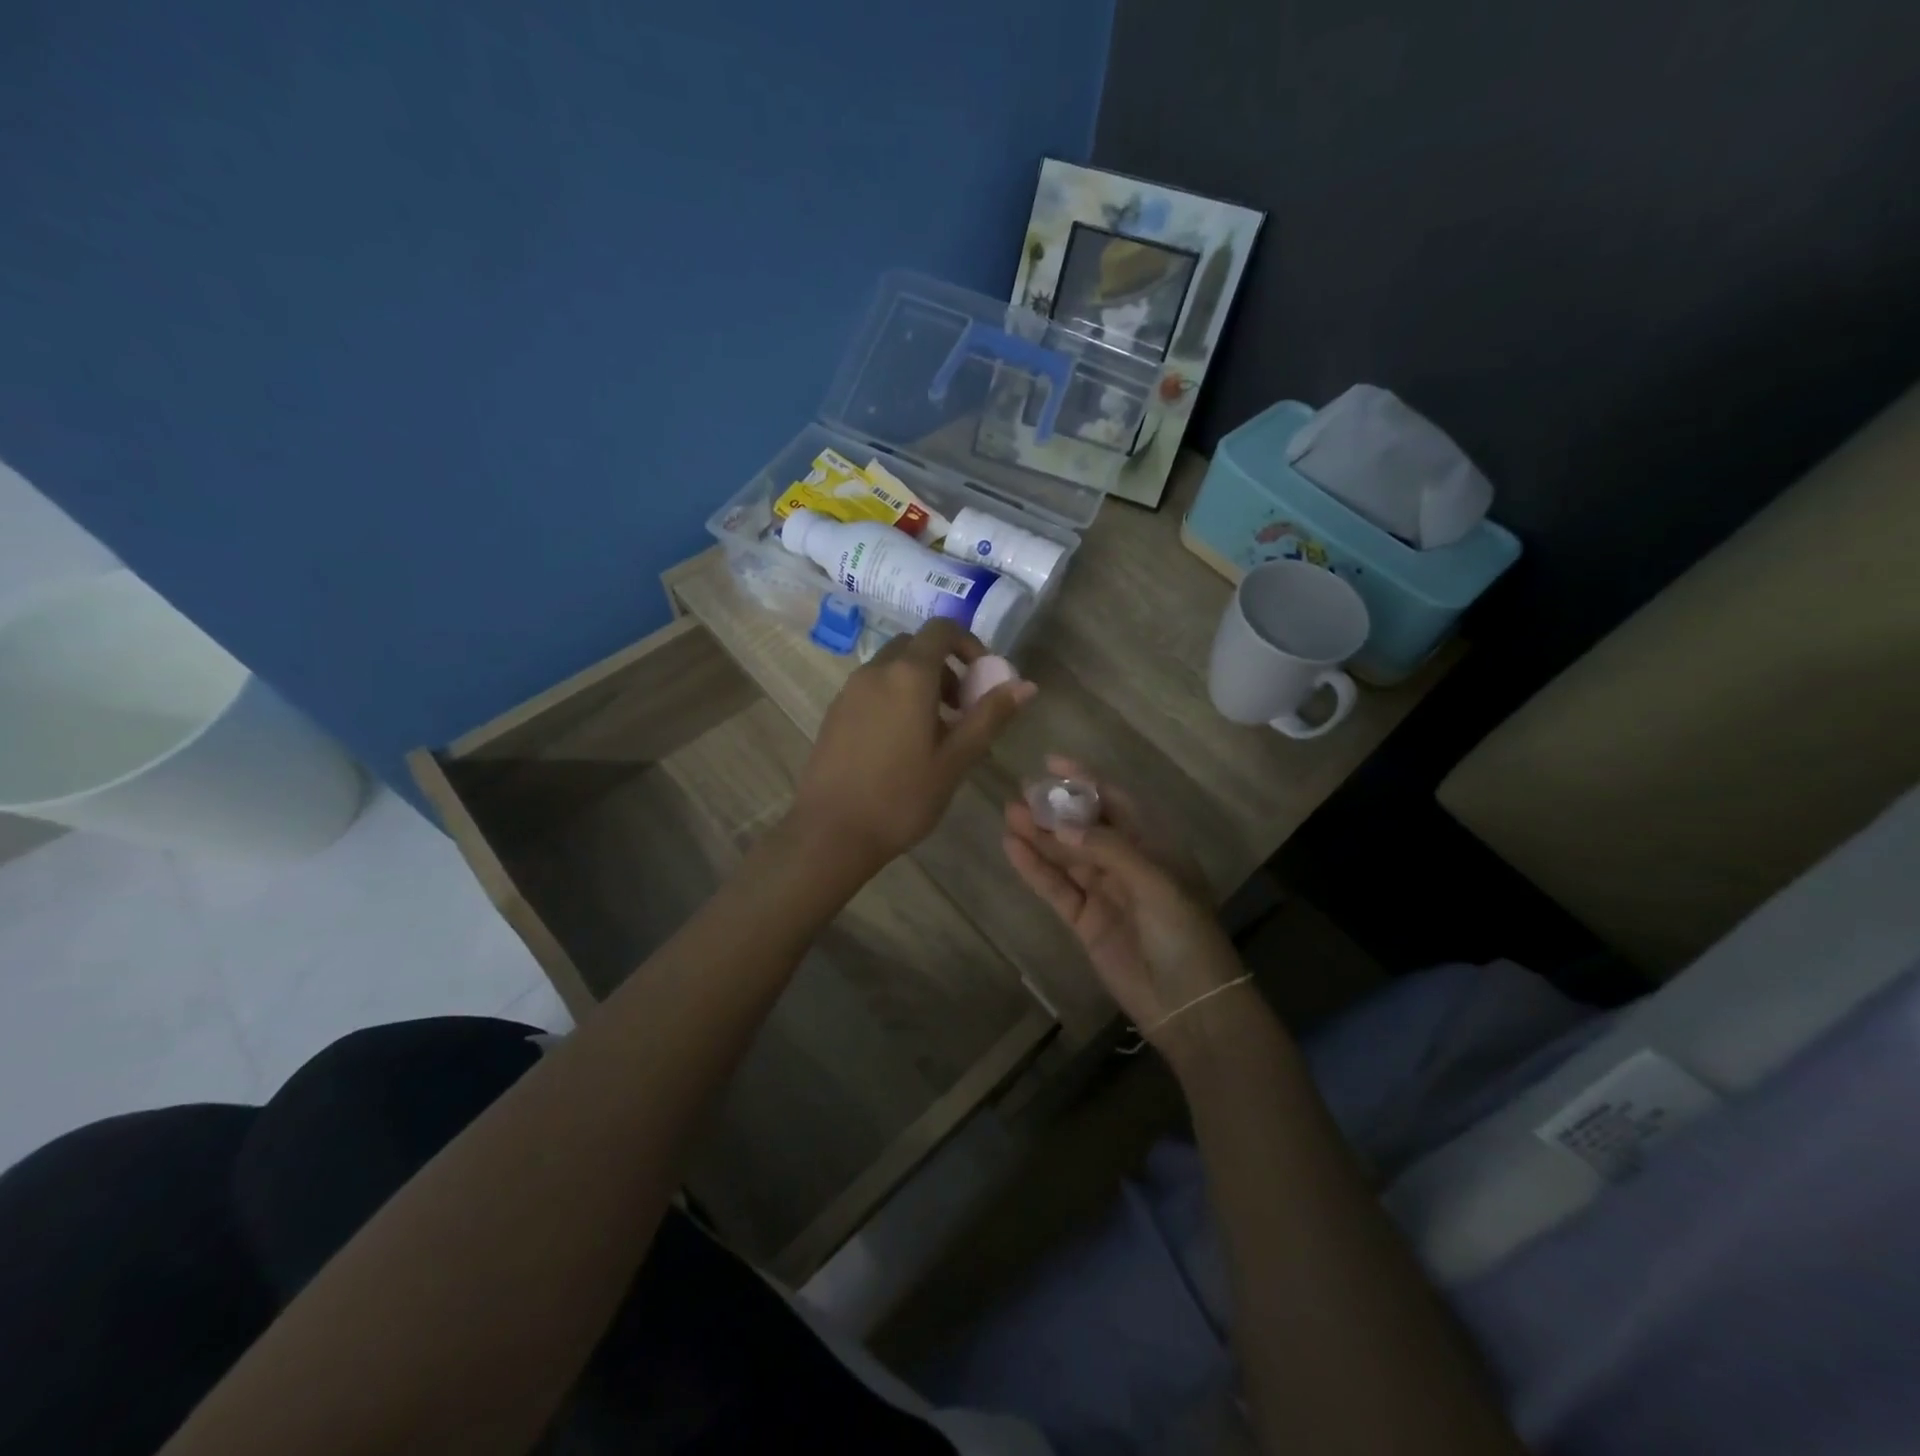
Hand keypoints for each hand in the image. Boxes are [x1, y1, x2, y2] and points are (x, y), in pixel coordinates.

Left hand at [792, 619, 1035, 871]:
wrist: (831, 832)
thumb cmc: (902, 797)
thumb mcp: (956, 759)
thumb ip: (990, 716)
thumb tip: (1025, 685)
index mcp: (908, 675)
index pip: (941, 630)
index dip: (969, 644)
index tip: (982, 678)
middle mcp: (875, 671)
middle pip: (915, 647)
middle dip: (945, 667)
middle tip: (961, 709)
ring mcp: (849, 691)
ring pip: (891, 668)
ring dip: (919, 684)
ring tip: (934, 733)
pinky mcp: (834, 712)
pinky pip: (872, 689)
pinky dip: (894, 698)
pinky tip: (900, 745)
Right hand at [1002, 758, 1248, 1056]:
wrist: (1190, 1005)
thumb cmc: (1185, 935)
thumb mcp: (1156, 883)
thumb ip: (1109, 850)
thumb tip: (1061, 824)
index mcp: (1155, 847)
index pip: (1117, 803)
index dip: (1086, 781)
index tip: (1052, 763)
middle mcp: (1128, 864)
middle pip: (1085, 828)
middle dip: (1055, 809)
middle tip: (1020, 791)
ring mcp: (1105, 892)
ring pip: (1065, 856)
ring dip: (1039, 837)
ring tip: (1008, 815)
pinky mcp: (1085, 921)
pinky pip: (1056, 888)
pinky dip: (1035, 870)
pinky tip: (1013, 849)